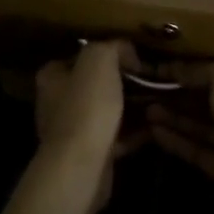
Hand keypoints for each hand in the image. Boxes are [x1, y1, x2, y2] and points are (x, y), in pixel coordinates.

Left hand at [34, 40, 145, 213]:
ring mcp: (74, 130)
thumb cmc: (87, 107)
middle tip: (153, 79)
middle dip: (125, 82)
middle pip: (97, 84)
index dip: (109, 53)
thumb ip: (112, 47)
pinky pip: (117, 136)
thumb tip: (127, 52)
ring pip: (109, 111)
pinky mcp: (91, 154)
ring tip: (160, 101)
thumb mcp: (99, 59)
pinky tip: (156, 126)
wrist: (82, 166)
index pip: (81, 56)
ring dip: (133, 107)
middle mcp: (58, 102)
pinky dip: (135, 131)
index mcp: (53, 77)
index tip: (135, 57)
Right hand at [148, 58, 213, 213]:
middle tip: (155, 88)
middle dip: (184, 95)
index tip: (174, 67)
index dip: (204, 69)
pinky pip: (198, 151)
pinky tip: (154, 131)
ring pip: (204, 128)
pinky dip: (178, 141)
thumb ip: (203, 68)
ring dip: (177, 117)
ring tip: (147, 108)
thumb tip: (177, 68)